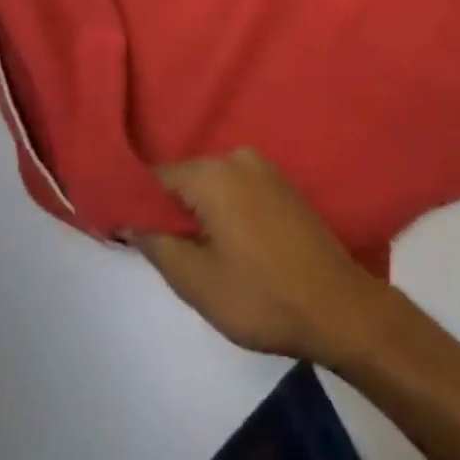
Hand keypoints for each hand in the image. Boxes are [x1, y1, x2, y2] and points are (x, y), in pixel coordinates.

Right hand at [132, 149, 387, 367]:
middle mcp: (239, 157)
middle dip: (170, 211)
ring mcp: (265, 168)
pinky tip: (228, 245)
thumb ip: (157, 243)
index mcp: (215, 173)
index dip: (138, 204)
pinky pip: (237, 189)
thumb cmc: (260, 295)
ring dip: (198, 213)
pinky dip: (223, 210)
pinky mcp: (282, 184)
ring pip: (213, 185)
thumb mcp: (196, 280)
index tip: (124, 232)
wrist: (334, 302)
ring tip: (197, 255)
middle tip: (164, 254)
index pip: (160, 177)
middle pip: (188, 178)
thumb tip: (129, 219)